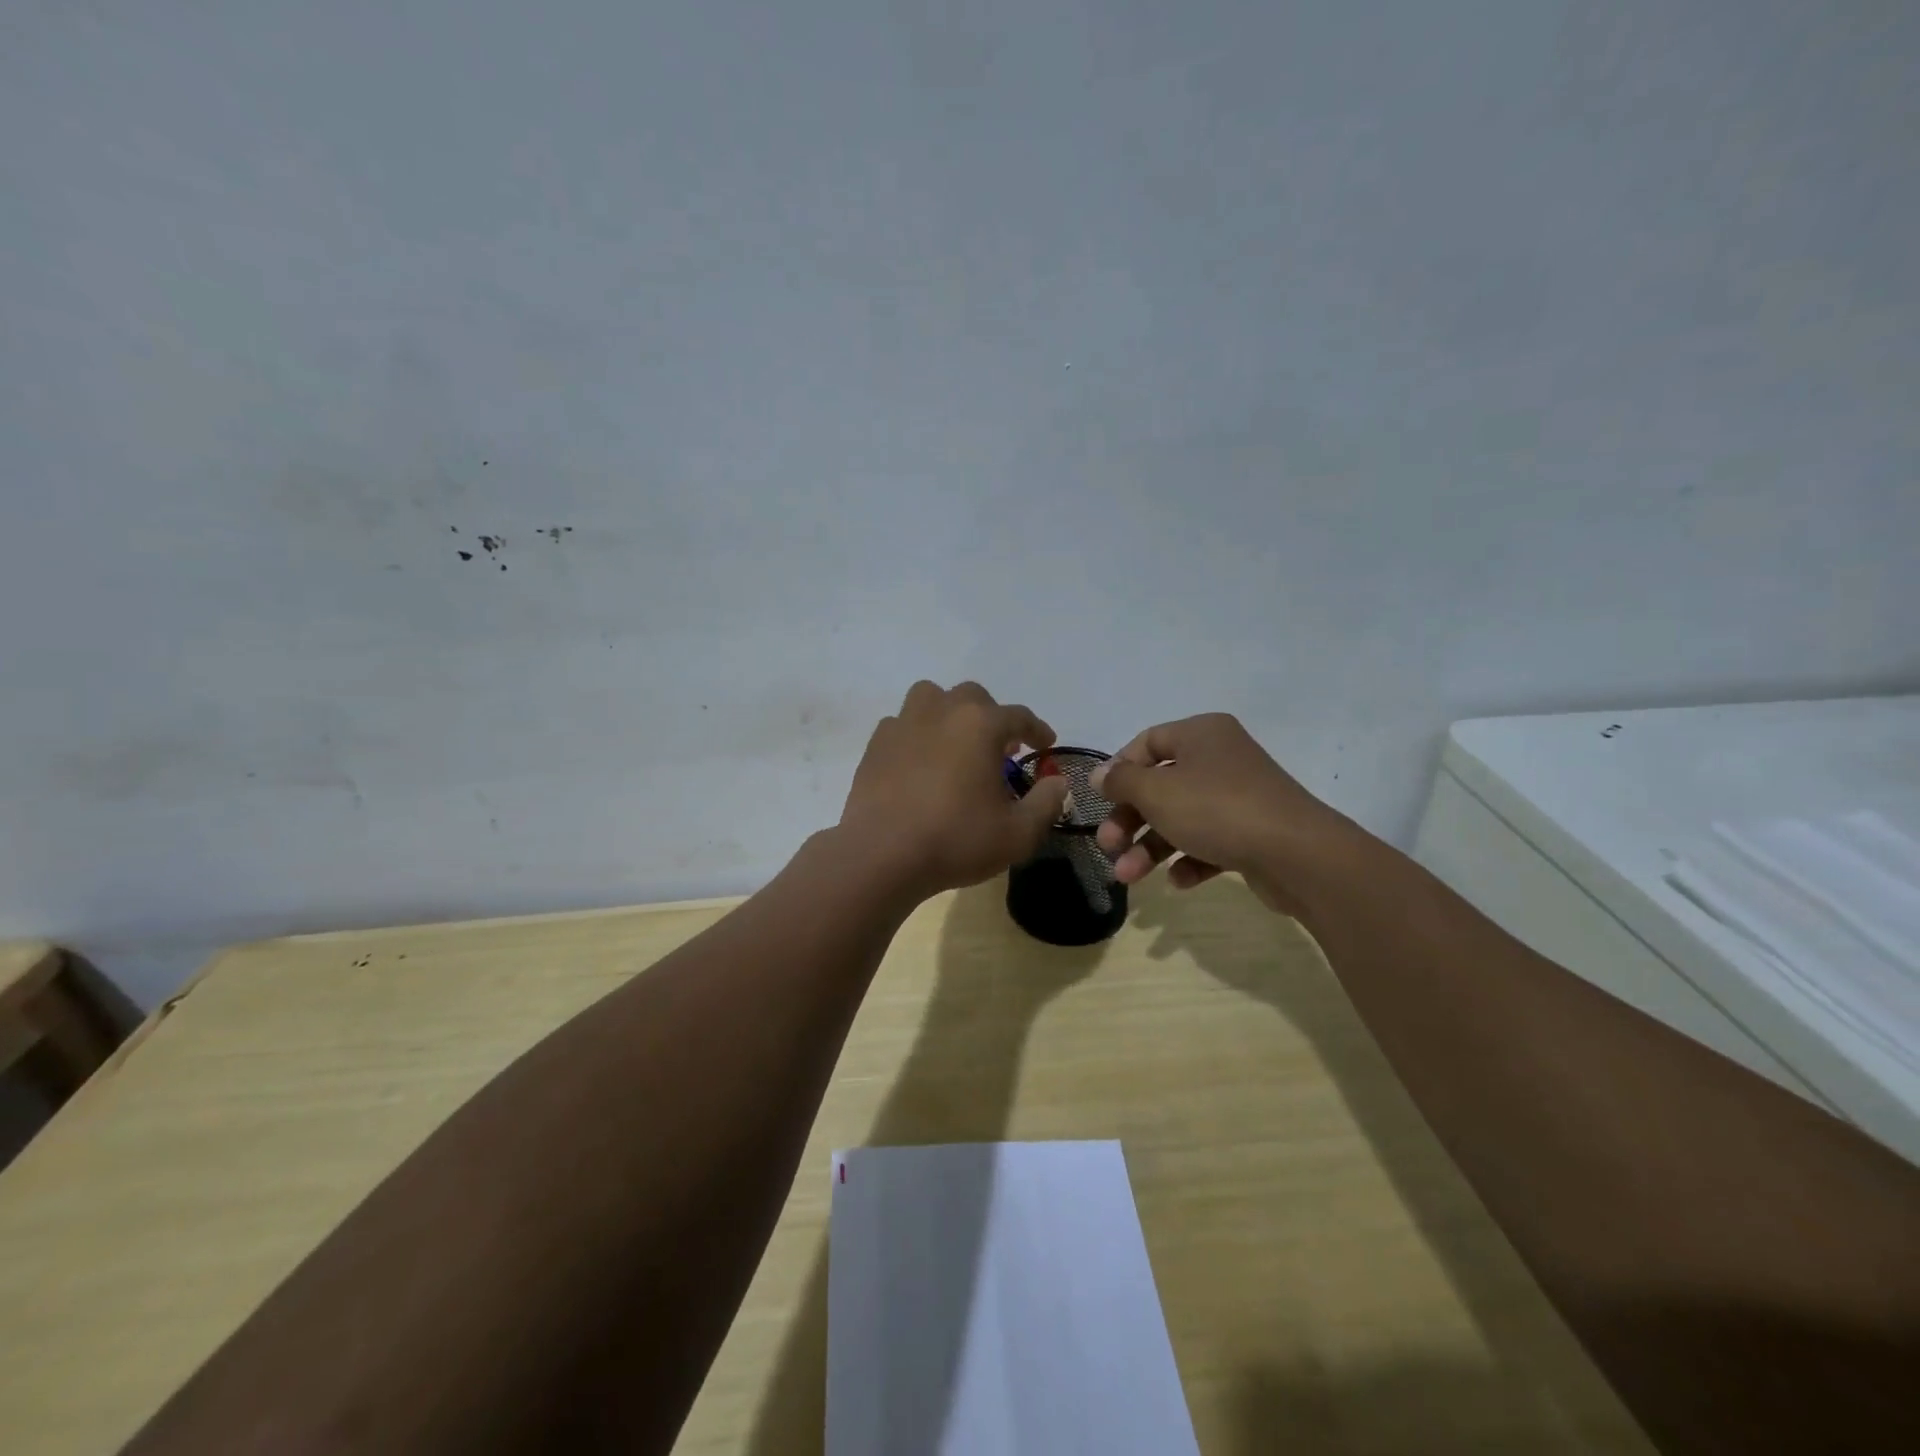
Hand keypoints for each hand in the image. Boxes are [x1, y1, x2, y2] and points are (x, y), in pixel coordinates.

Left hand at [840, 681, 1070, 898]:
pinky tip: (920, 762)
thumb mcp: (1018, 833)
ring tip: (955, 743)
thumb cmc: (956, 840)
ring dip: (949, 713)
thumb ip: (1046, 803)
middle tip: (1001, 748)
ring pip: (931, 698)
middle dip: (992, 717)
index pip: (1019, 716)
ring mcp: (903, 723)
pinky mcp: (876, 744)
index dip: (1037, 730)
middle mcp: (942, 711)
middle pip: (973, 697)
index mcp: (980, 725)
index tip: (1045, 746)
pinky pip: (902, 724)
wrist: (882, 855)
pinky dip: (917, 734)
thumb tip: (1057, 782)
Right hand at [1090, 714, 1354, 912]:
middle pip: (1161, 786)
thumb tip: (1100, 775)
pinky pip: (1210, 841)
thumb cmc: (1217, 809)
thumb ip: (1122, 782)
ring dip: (1150, 847)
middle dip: (1130, 820)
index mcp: (1201, 734)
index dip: (1119, 771)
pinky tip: (1178, 881)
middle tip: (1108, 847)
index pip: (1147, 742)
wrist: (1297, 854)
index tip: (1100, 801)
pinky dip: (1189, 859)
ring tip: (1128, 877)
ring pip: (1181, 817)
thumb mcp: (1156, 792)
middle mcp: (1220, 759)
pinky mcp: (1252, 832)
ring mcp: (1239, 796)